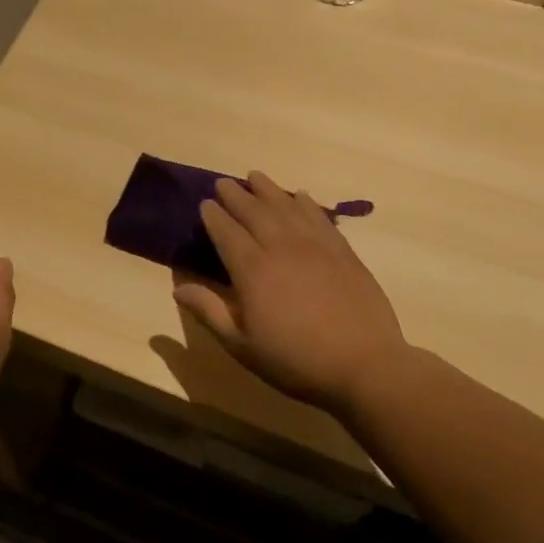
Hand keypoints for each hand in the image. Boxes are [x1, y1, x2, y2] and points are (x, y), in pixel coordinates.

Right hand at [173, 171, 407, 410]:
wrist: (365, 366)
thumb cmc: (296, 360)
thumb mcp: (242, 345)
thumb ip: (209, 312)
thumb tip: (178, 288)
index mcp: (252, 270)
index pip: (226, 232)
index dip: (213, 215)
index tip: (205, 203)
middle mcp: (281, 248)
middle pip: (254, 212)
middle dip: (236, 195)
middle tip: (224, 182)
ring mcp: (315, 247)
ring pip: (286, 207)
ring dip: (268, 189)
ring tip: (255, 176)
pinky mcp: (343, 252)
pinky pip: (319, 218)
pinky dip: (306, 203)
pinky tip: (301, 196)